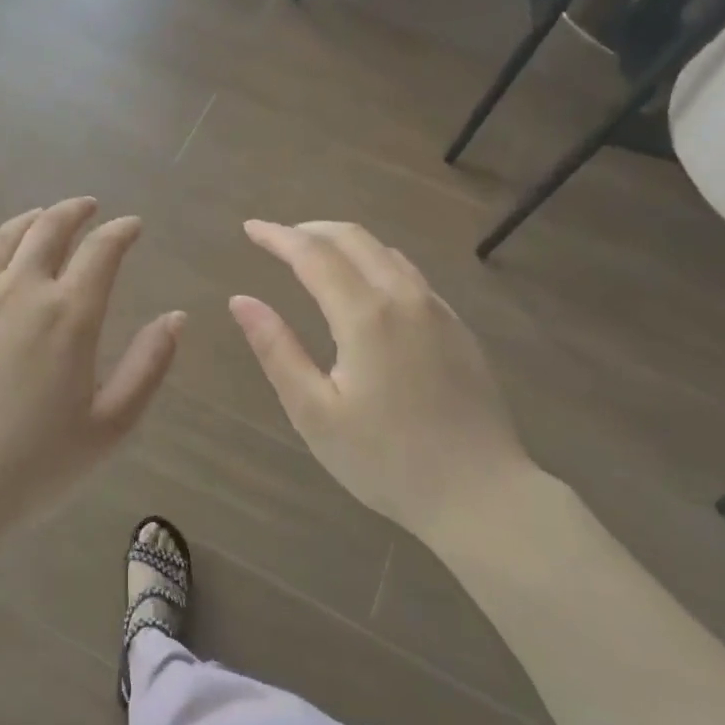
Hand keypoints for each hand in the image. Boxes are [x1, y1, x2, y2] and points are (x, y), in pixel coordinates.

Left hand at [0, 198, 184, 540]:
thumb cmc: (37, 466)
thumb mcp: (111, 425)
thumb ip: (148, 365)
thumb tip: (177, 317)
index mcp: (69, 314)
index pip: (101, 251)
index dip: (120, 231)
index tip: (132, 225)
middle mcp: (19, 292)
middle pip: (47, 229)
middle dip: (73, 211)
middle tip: (88, 207)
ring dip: (23, 222)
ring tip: (37, 217)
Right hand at [229, 220, 536, 541]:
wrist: (483, 495)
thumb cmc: (387, 460)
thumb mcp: (315, 413)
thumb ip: (276, 350)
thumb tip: (241, 300)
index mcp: (365, 315)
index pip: (313, 254)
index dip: (278, 236)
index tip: (250, 228)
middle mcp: (404, 298)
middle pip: (354, 238)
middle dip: (310, 229)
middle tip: (278, 237)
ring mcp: (438, 310)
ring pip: (386, 252)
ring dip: (345, 242)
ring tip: (315, 255)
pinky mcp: (458, 328)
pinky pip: (410, 274)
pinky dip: (376, 262)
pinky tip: (366, 285)